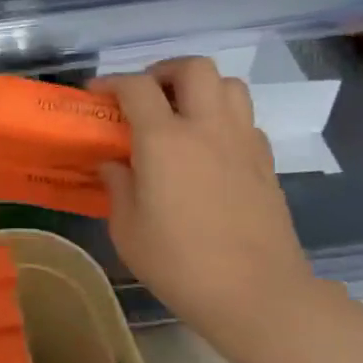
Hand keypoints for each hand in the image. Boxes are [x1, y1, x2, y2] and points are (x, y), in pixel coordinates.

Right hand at [95, 57, 316, 332]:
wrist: (258, 295)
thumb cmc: (180, 263)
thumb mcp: (128, 229)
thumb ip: (117, 186)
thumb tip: (113, 163)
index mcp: (165, 140)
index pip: (136, 87)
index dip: (111, 82)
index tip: (96, 94)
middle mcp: (207, 128)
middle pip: (194, 68)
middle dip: (165, 71)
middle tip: (147, 96)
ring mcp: (243, 142)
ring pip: (229, 85)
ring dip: (201, 88)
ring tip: (181, 114)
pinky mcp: (266, 163)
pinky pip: (245, 120)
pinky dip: (224, 119)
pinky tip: (209, 149)